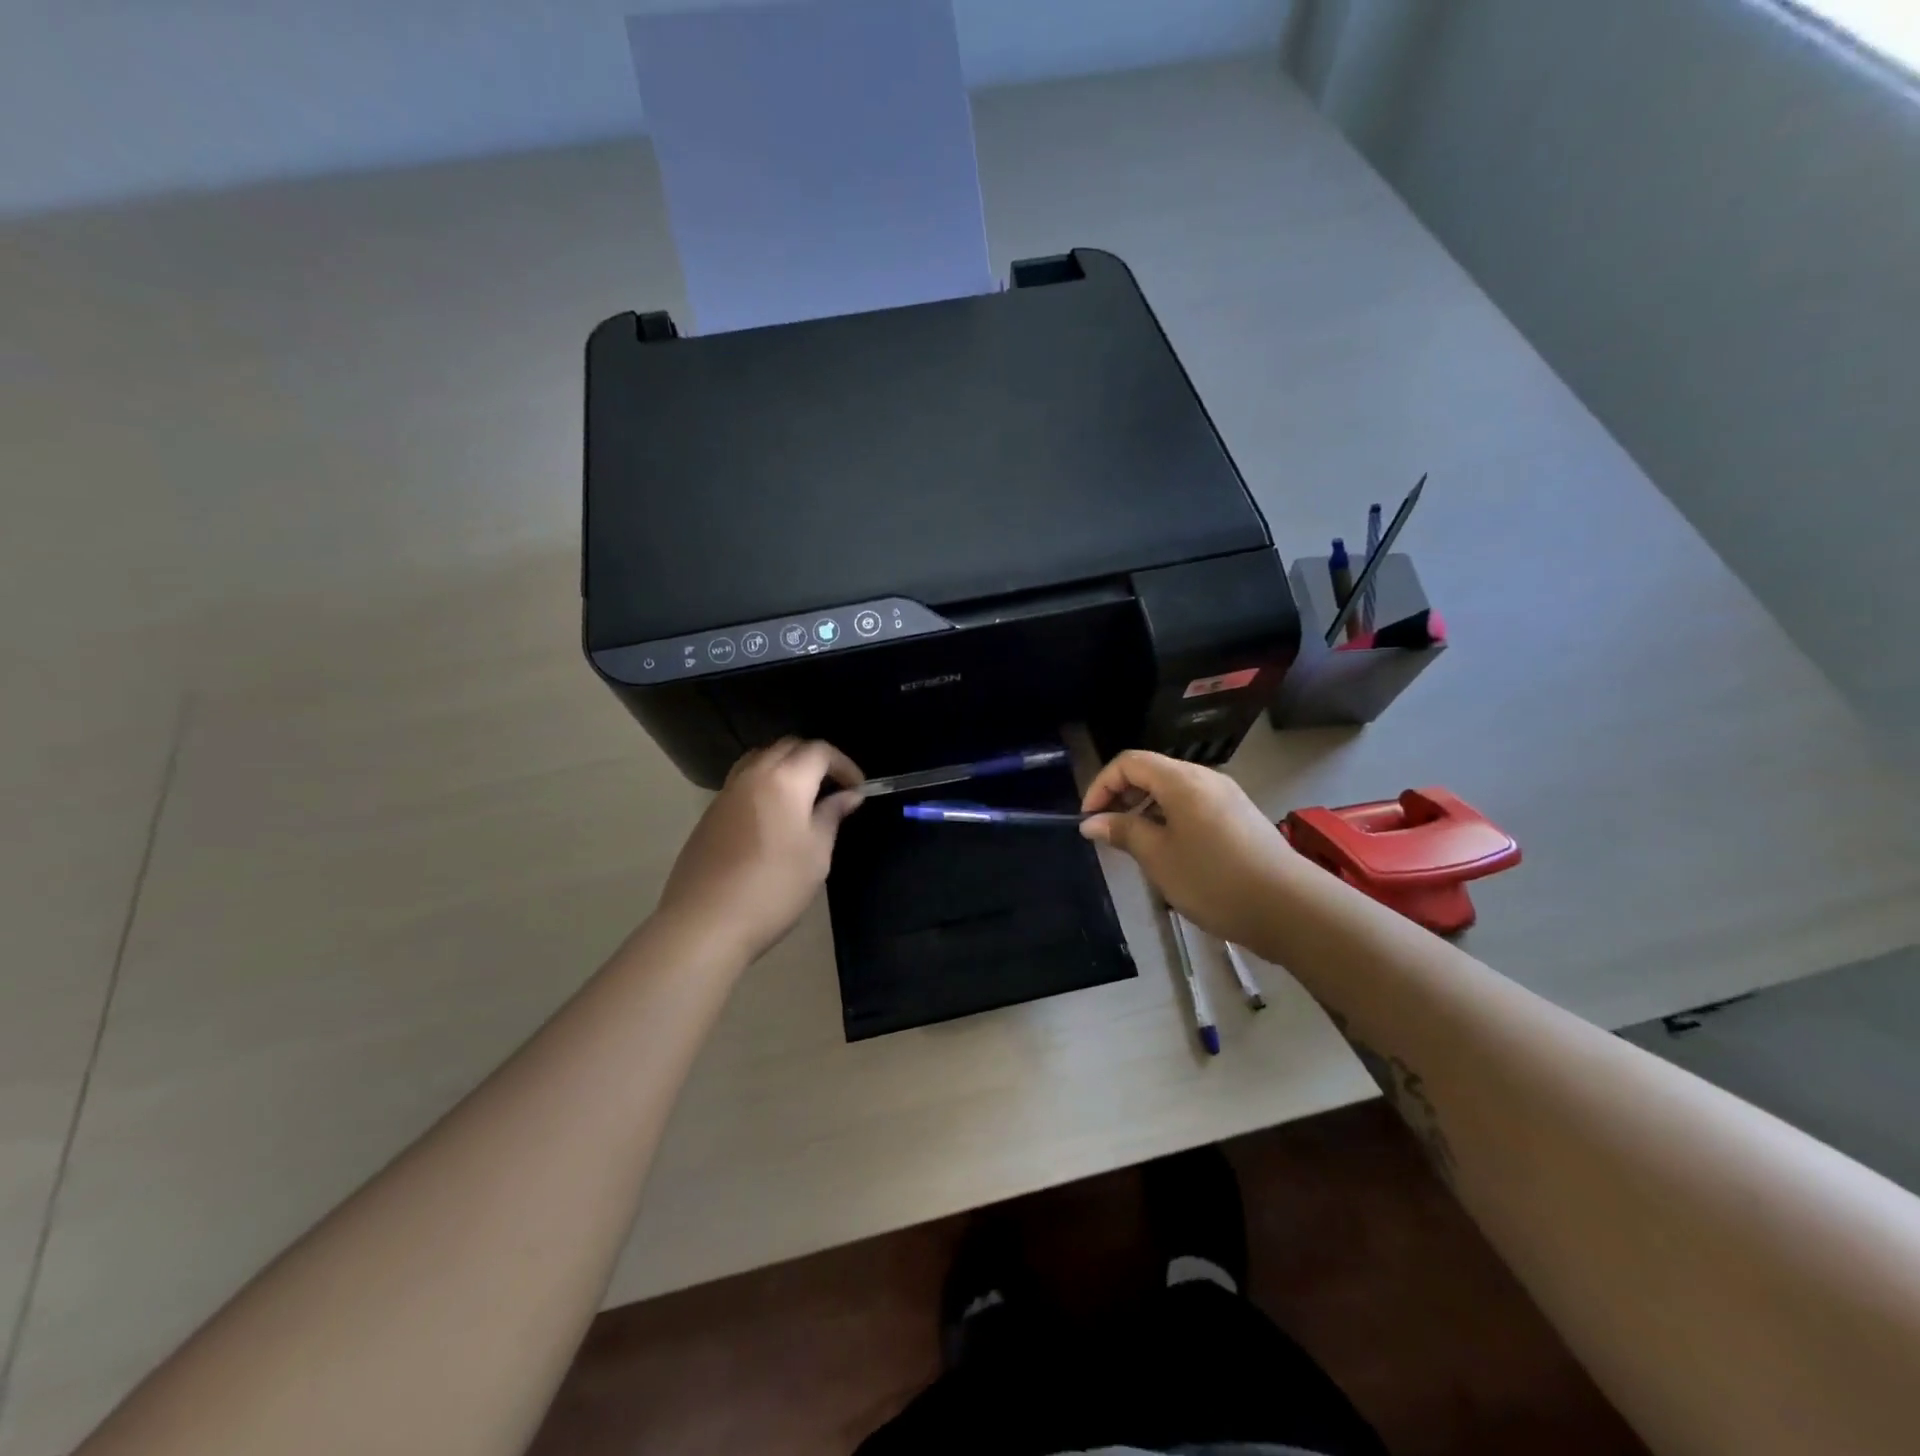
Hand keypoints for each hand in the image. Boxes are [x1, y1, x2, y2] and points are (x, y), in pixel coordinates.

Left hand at [655, 738, 864, 962]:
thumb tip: (848, 795)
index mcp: (785, 780)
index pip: (819, 751)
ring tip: (804, 795)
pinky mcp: (711, 811)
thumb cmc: (774, 888)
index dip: (844, 764)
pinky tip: (774, 813)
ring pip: (762, 757)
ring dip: (787, 765)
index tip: (858, 789)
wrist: (706, 921)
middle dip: (816, 759)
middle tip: (834, 788)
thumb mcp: (816, 854)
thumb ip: (831, 816)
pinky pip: (744, 779)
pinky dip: (765, 781)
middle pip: (788, 746)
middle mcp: (754, 774)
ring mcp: (727, 791)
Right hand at [1080, 750, 1297, 947]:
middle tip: (1108, 831)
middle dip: (1122, 795)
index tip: (1089, 819)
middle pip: (1152, 771)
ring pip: (1174, 789)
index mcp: (1182, 780)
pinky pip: (1194, 805)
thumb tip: (1091, 822)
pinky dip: (1170, 817)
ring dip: (1146, 808)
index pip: (1129, 763)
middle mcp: (1205, 778)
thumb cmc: (1214, 880)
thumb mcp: (1158, 857)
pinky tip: (1170, 850)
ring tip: (1135, 844)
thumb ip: (1123, 832)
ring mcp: (1227, 796)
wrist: (1290, 908)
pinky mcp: (1240, 817)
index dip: (1101, 785)